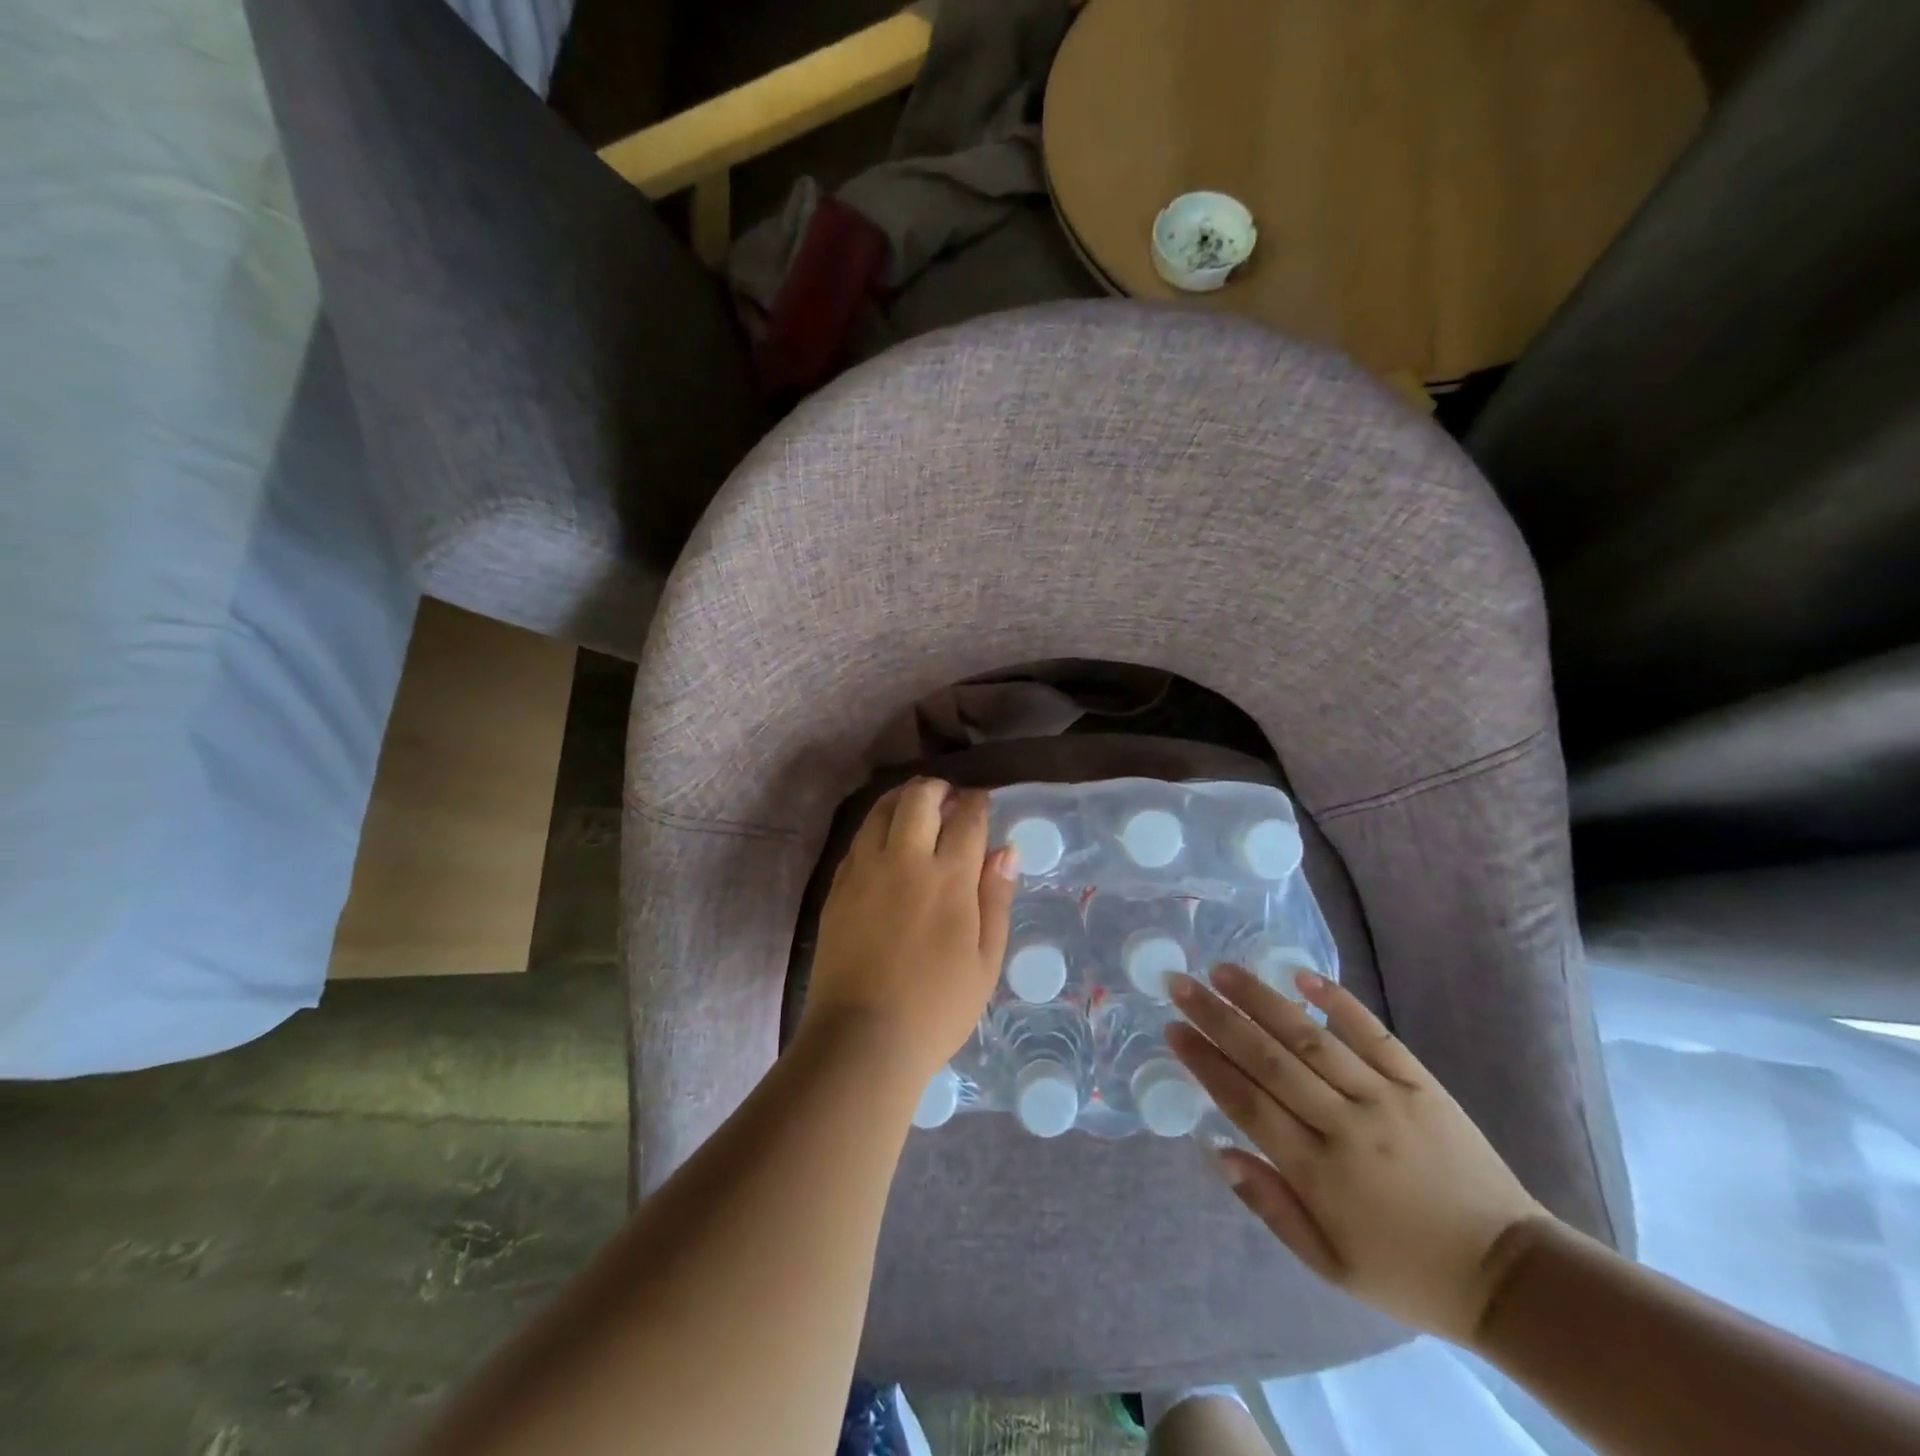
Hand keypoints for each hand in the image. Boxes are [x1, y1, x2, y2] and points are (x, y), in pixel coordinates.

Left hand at [801, 779, 1017, 1087]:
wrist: (863, 1038)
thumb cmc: (937, 1007)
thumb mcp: (985, 960)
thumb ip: (996, 899)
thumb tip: (1006, 850)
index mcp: (950, 878)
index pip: (967, 818)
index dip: (978, 801)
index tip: (982, 801)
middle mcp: (906, 861)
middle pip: (919, 798)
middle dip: (938, 788)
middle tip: (949, 800)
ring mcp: (865, 870)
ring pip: (881, 809)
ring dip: (903, 799)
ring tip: (916, 809)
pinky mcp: (838, 885)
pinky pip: (859, 838)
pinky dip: (877, 827)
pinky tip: (885, 841)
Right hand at [1166, 964, 1550, 1342]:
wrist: (1511, 1276)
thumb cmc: (1406, 1273)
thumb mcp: (1329, 1266)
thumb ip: (1270, 1206)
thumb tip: (1219, 1150)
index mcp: (1318, 1174)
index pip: (1246, 1103)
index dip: (1205, 1063)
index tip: (1173, 1030)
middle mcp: (1345, 1125)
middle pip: (1268, 1060)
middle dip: (1218, 1018)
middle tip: (1181, 984)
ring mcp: (1386, 1098)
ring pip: (1311, 1037)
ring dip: (1263, 999)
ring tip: (1224, 969)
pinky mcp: (1420, 1083)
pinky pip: (1373, 1033)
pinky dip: (1338, 1001)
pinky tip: (1302, 974)